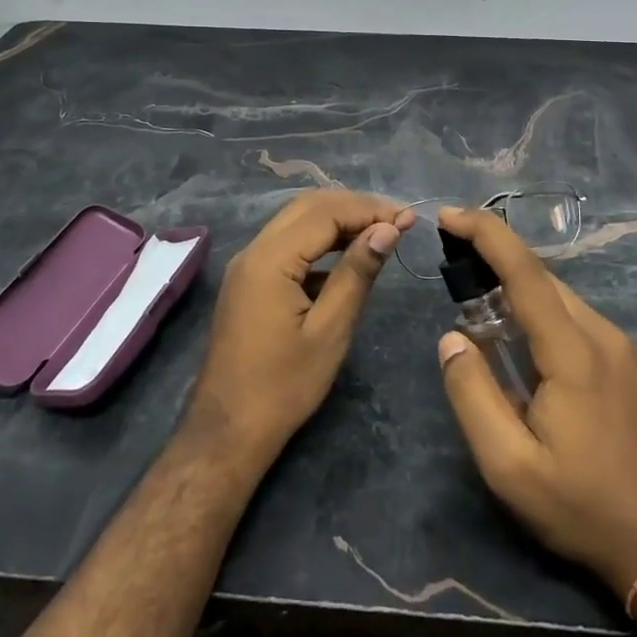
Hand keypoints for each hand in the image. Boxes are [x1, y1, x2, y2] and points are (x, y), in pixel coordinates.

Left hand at [187, 190, 414, 466]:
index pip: (325, 213)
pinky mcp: (249, 280)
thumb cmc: (284, 386)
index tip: (408, 218)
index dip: (369, 210)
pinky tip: (348, 257)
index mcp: (269, 259)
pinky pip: (287, 243)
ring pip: (296, 221)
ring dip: (338, 220)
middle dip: (355, 207)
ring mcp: (247, 264)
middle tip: (397, 220)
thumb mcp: (330, 330)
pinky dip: (320, 240)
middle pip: (308, 207)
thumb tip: (387, 229)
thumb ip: (357, 273)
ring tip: (381, 232)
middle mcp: (253, 250)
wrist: (229, 429)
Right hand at [436, 206, 636, 592]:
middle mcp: (602, 335)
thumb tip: (451, 338)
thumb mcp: (509, 466)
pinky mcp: (628, 363)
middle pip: (542, 277)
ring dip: (516, 286)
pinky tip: (518, 337)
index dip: (485, 233)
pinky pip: (575, 317)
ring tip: (476, 299)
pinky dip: (538, 308)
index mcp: (574, 352)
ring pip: (560, 296)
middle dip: (494, 256)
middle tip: (451, 260)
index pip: (525, 272)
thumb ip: (472, 395)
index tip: (448, 215)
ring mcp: (622, 348)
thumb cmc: (582, 507)